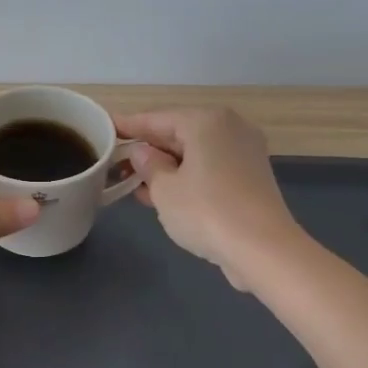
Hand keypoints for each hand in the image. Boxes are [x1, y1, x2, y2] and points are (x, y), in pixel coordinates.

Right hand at [116, 108, 300, 289]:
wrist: (263, 249)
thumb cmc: (206, 211)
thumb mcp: (164, 189)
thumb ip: (148, 166)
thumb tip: (142, 153)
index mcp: (206, 121)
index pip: (157, 118)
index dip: (128, 125)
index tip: (105, 126)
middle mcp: (229, 128)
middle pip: (178, 133)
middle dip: (147, 149)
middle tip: (115, 160)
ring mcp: (244, 152)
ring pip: (194, 153)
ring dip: (165, 167)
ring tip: (132, 181)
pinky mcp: (251, 177)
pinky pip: (209, 168)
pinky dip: (186, 177)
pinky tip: (162, 194)